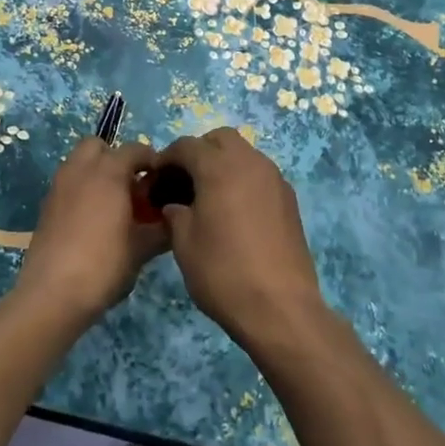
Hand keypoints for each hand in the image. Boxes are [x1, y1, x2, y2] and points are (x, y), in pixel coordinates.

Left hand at [12, 138, 168, 327]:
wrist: (52, 295)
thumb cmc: (104, 264)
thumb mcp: (142, 248)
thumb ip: (162, 229)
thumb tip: (175, 221)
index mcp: (108, 172)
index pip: (134, 150)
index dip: (152, 161)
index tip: (163, 180)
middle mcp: (80, 170)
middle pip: (97, 146)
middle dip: (116, 158)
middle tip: (132, 185)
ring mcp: (58, 187)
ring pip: (78, 164)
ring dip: (97, 173)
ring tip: (114, 204)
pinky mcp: (46, 207)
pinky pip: (68, 185)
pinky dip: (82, 191)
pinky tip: (94, 221)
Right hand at [154, 128, 325, 345]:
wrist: (280, 307)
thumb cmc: (223, 272)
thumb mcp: (184, 244)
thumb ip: (175, 214)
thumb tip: (175, 205)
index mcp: (220, 167)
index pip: (187, 146)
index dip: (166, 158)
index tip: (155, 178)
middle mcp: (250, 163)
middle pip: (220, 139)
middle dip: (199, 152)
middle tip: (183, 181)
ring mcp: (274, 179)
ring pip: (244, 153)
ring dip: (223, 164)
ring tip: (208, 196)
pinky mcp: (289, 199)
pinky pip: (260, 174)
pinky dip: (242, 180)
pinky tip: (234, 211)